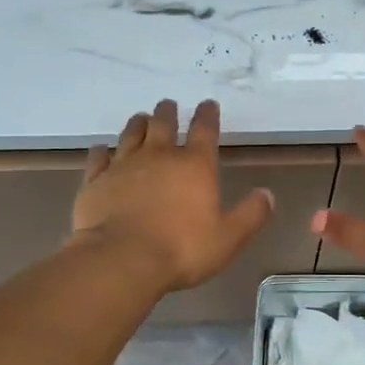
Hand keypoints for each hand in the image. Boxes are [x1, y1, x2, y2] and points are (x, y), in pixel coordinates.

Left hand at [72, 99, 275, 292]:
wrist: (121, 259)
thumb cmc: (181, 249)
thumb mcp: (228, 238)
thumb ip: (251, 214)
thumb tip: (267, 194)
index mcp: (194, 165)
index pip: (204, 130)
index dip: (207, 115)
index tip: (208, 104)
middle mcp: (159, 157)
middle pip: (163, 123)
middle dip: (168, 112)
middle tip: (168, 104)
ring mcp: (124, 166)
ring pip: (131, 134)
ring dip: (138, 124)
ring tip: (141, 118)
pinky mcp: (96, 181)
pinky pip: (98, 158)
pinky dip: (101, 151)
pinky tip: (101, 149)